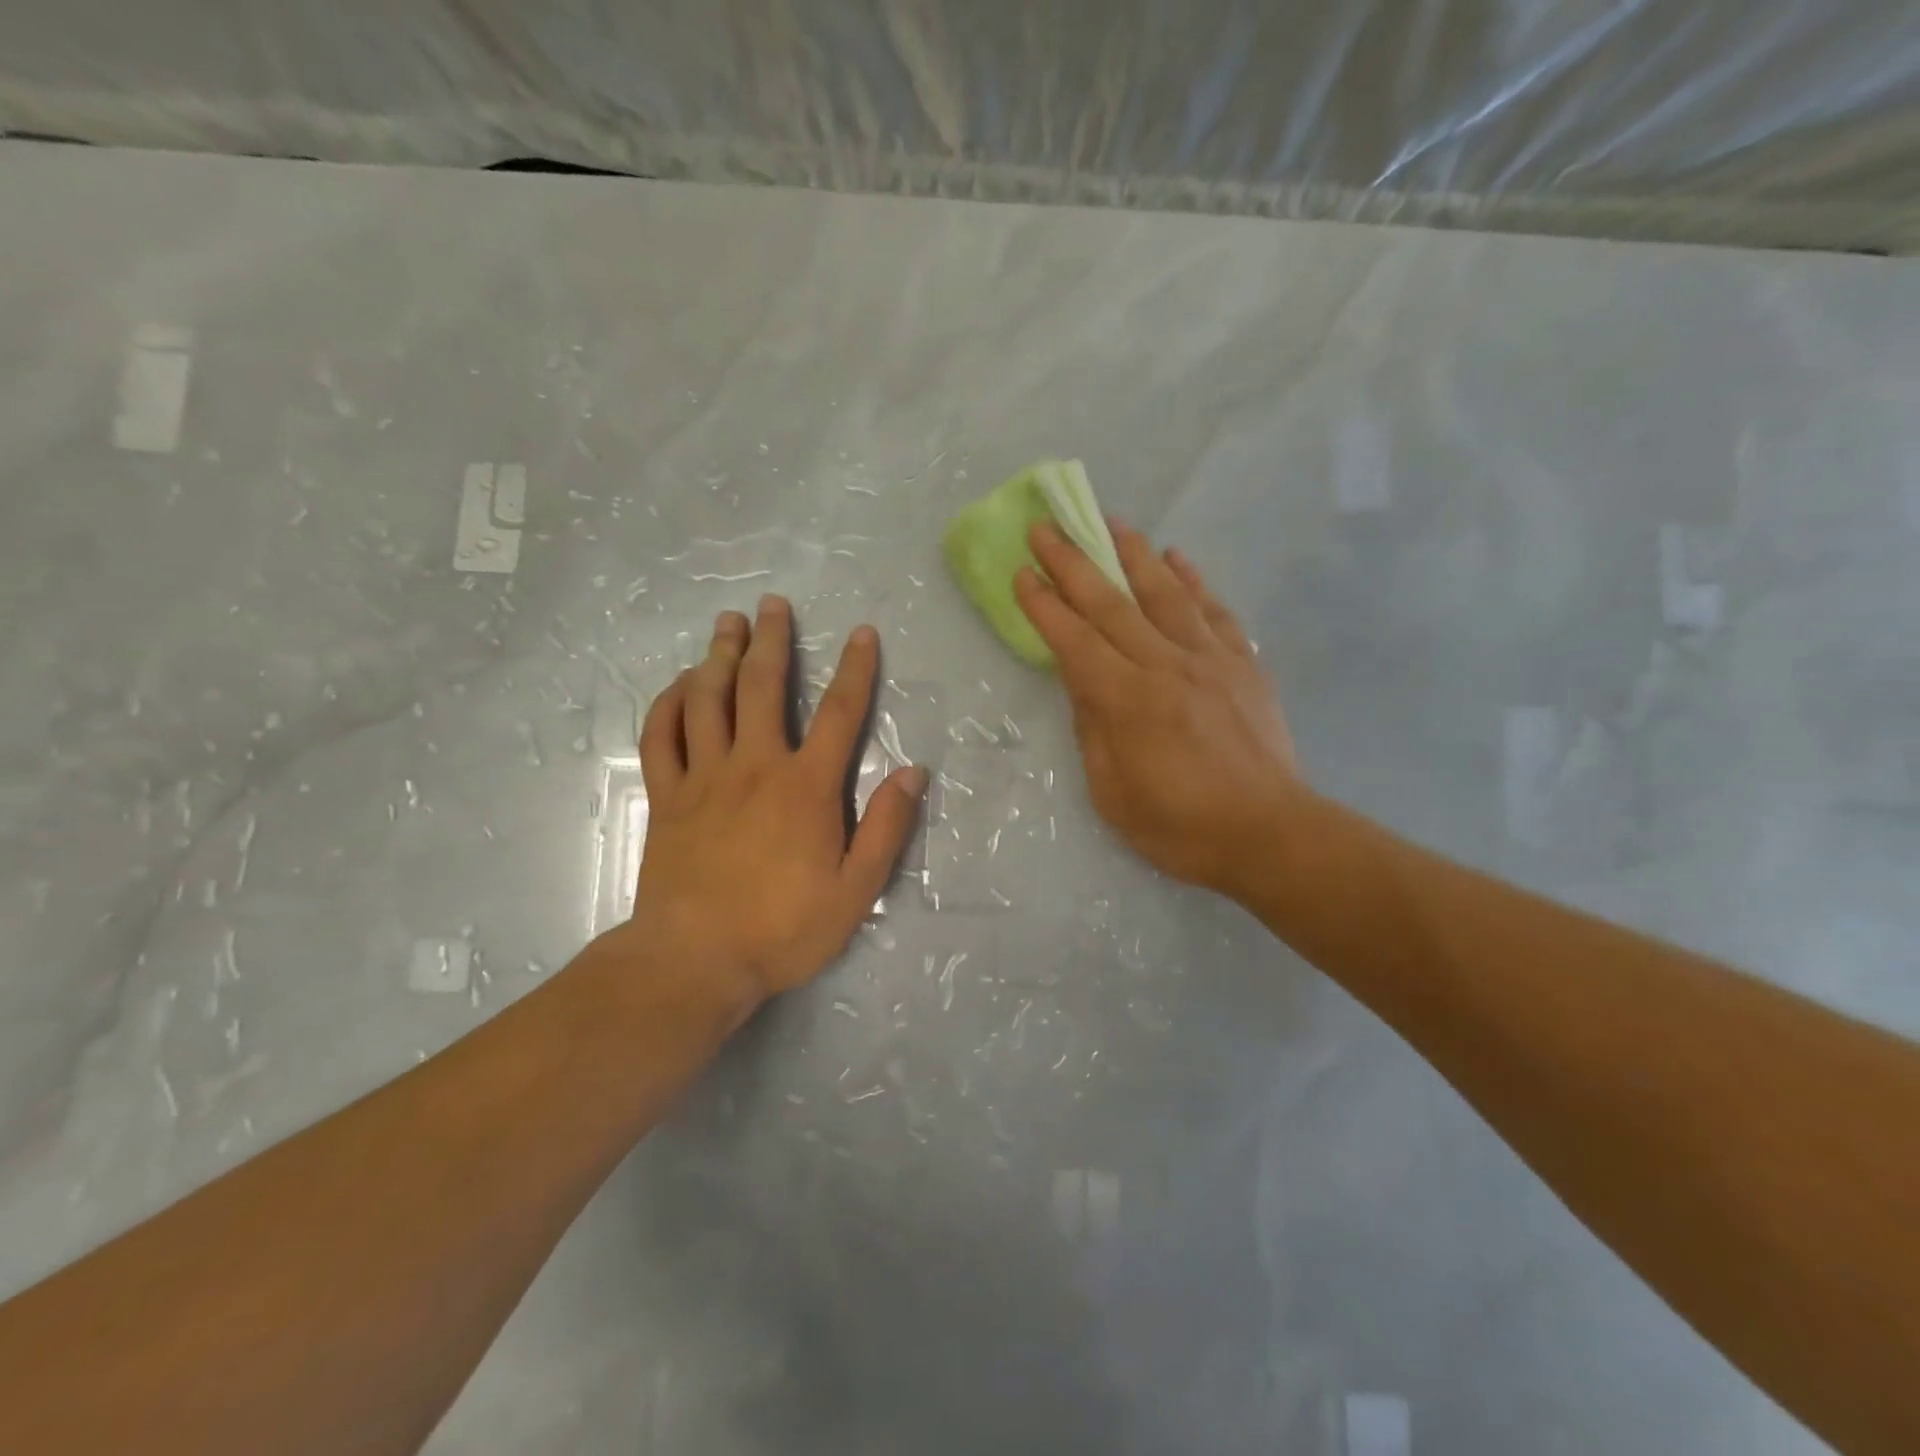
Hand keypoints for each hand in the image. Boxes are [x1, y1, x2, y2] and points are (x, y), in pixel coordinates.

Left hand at [625, 597, 927, 1007]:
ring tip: (726, 624)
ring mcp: (704, 778)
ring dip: (718, 656)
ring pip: (708, 700)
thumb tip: (914, 773)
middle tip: (771, 604)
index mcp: (806, 787)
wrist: (695, 961)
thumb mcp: (856, 891)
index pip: (841, 714)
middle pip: (762, 687)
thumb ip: (886, 828)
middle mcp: (755, 766)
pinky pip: (662, 737)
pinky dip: (669, 704)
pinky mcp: (667, 797)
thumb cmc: (783, 929)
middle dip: (771, 641)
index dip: (856, 669)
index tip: (862, 634)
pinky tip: (679, 685)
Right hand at [1014, 521, 1300, 899]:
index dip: (1044, 605)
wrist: (1269, 834)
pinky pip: (1215, 611)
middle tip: (1047, 528)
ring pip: (1165, 593)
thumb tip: (1081, 683)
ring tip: (1111, 520)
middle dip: (1073, 563)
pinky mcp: (1244, 665)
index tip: (1023, 573)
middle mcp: (1166, 666)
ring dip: (1133, 553)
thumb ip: (1092, 730)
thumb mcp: (1112, 793)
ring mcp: (1210, 660)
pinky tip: (1178, 557)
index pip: (1074, 640)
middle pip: (1111, 604)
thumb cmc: (1180, 826)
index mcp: (1127, 701)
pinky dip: (1194, 581)